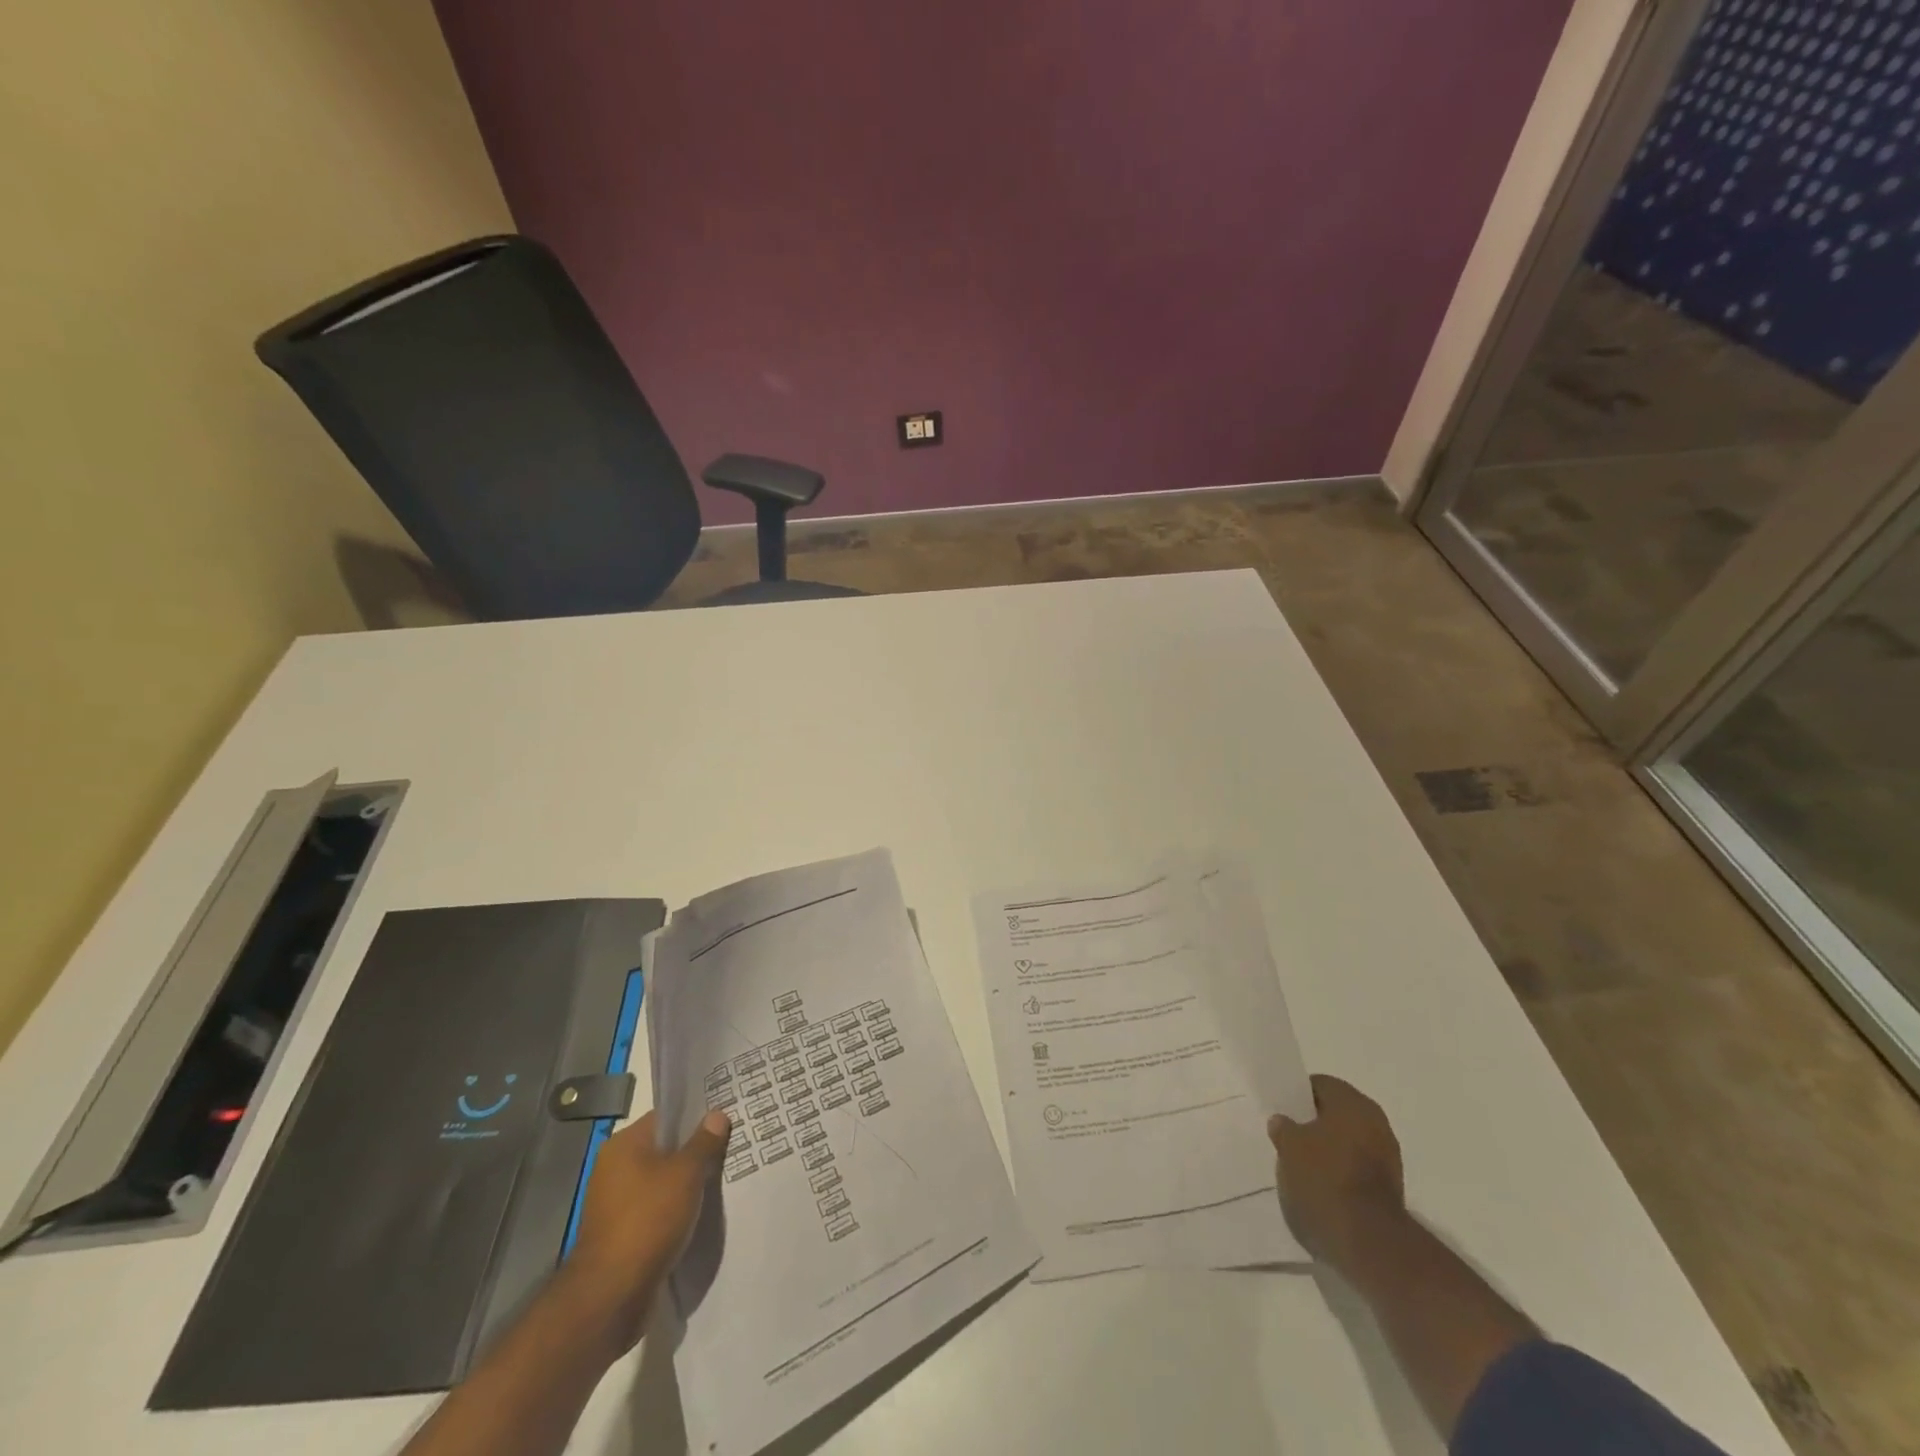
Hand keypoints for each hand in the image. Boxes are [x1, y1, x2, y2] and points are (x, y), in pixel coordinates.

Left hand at [560, 1108, 729, 1352]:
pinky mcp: (622, 1234)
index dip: (696, 1114)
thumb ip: (704, 1142)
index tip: (725, 1117)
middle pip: (664, 1149)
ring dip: (687, 1183)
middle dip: (695, 1150)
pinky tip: (702, 1212)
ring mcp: (616, 1204)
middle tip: (731, 1146)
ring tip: (722, 1178)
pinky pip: (657, 1209)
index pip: (665, 1117)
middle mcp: (615, 1169)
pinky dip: (677, 1209)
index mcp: (623, 1146)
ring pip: (662, 1182)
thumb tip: (716, 1115)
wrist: (611, 1296)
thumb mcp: (685, 1174)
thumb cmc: (648, 1220)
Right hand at [1267, 1075, 1405, 1272]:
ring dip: (1329, 1149)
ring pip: (1348, 1141)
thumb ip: (1283, 1128)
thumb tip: (1283, 1122)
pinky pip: (1358, 1167)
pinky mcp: (1391, 1187)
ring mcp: (1388, 1156)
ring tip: (1302, 1165)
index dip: (1297, 1095)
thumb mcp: (1289, 1147)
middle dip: (1314, 1123)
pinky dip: (1342, 1171)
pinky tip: (1322, 1186)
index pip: (1320, 1085)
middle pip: (1336, 1113)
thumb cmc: (1324, 1179)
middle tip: (1289, 1137)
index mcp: (1353, 1103)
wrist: (1367, 1241)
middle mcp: (1376, 1122)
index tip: (1282, 1111)